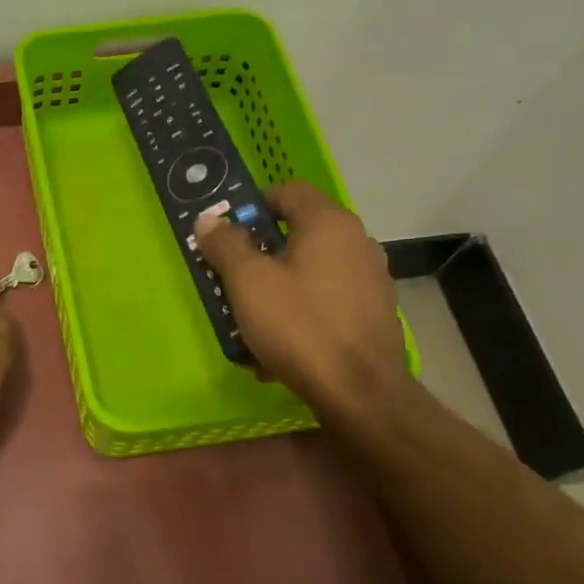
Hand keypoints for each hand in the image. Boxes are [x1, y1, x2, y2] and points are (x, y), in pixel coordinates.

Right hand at [194, 182, 410, 408]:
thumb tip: (210, 220)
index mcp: (329, 224)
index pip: (287, 191)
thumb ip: (226, 245)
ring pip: (309, 270)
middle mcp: (357, 242)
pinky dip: (301, 311)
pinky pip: (326, 299)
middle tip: (230, 279)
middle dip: (259, 254)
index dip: (252, 204)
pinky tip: (280, 346)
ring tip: (251, 320)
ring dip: (277, 287)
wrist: (360, 393)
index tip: (226, 234)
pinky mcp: (374, 312)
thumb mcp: (248, 283)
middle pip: (297, 233)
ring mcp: (370, 278)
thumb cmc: (299, 326)